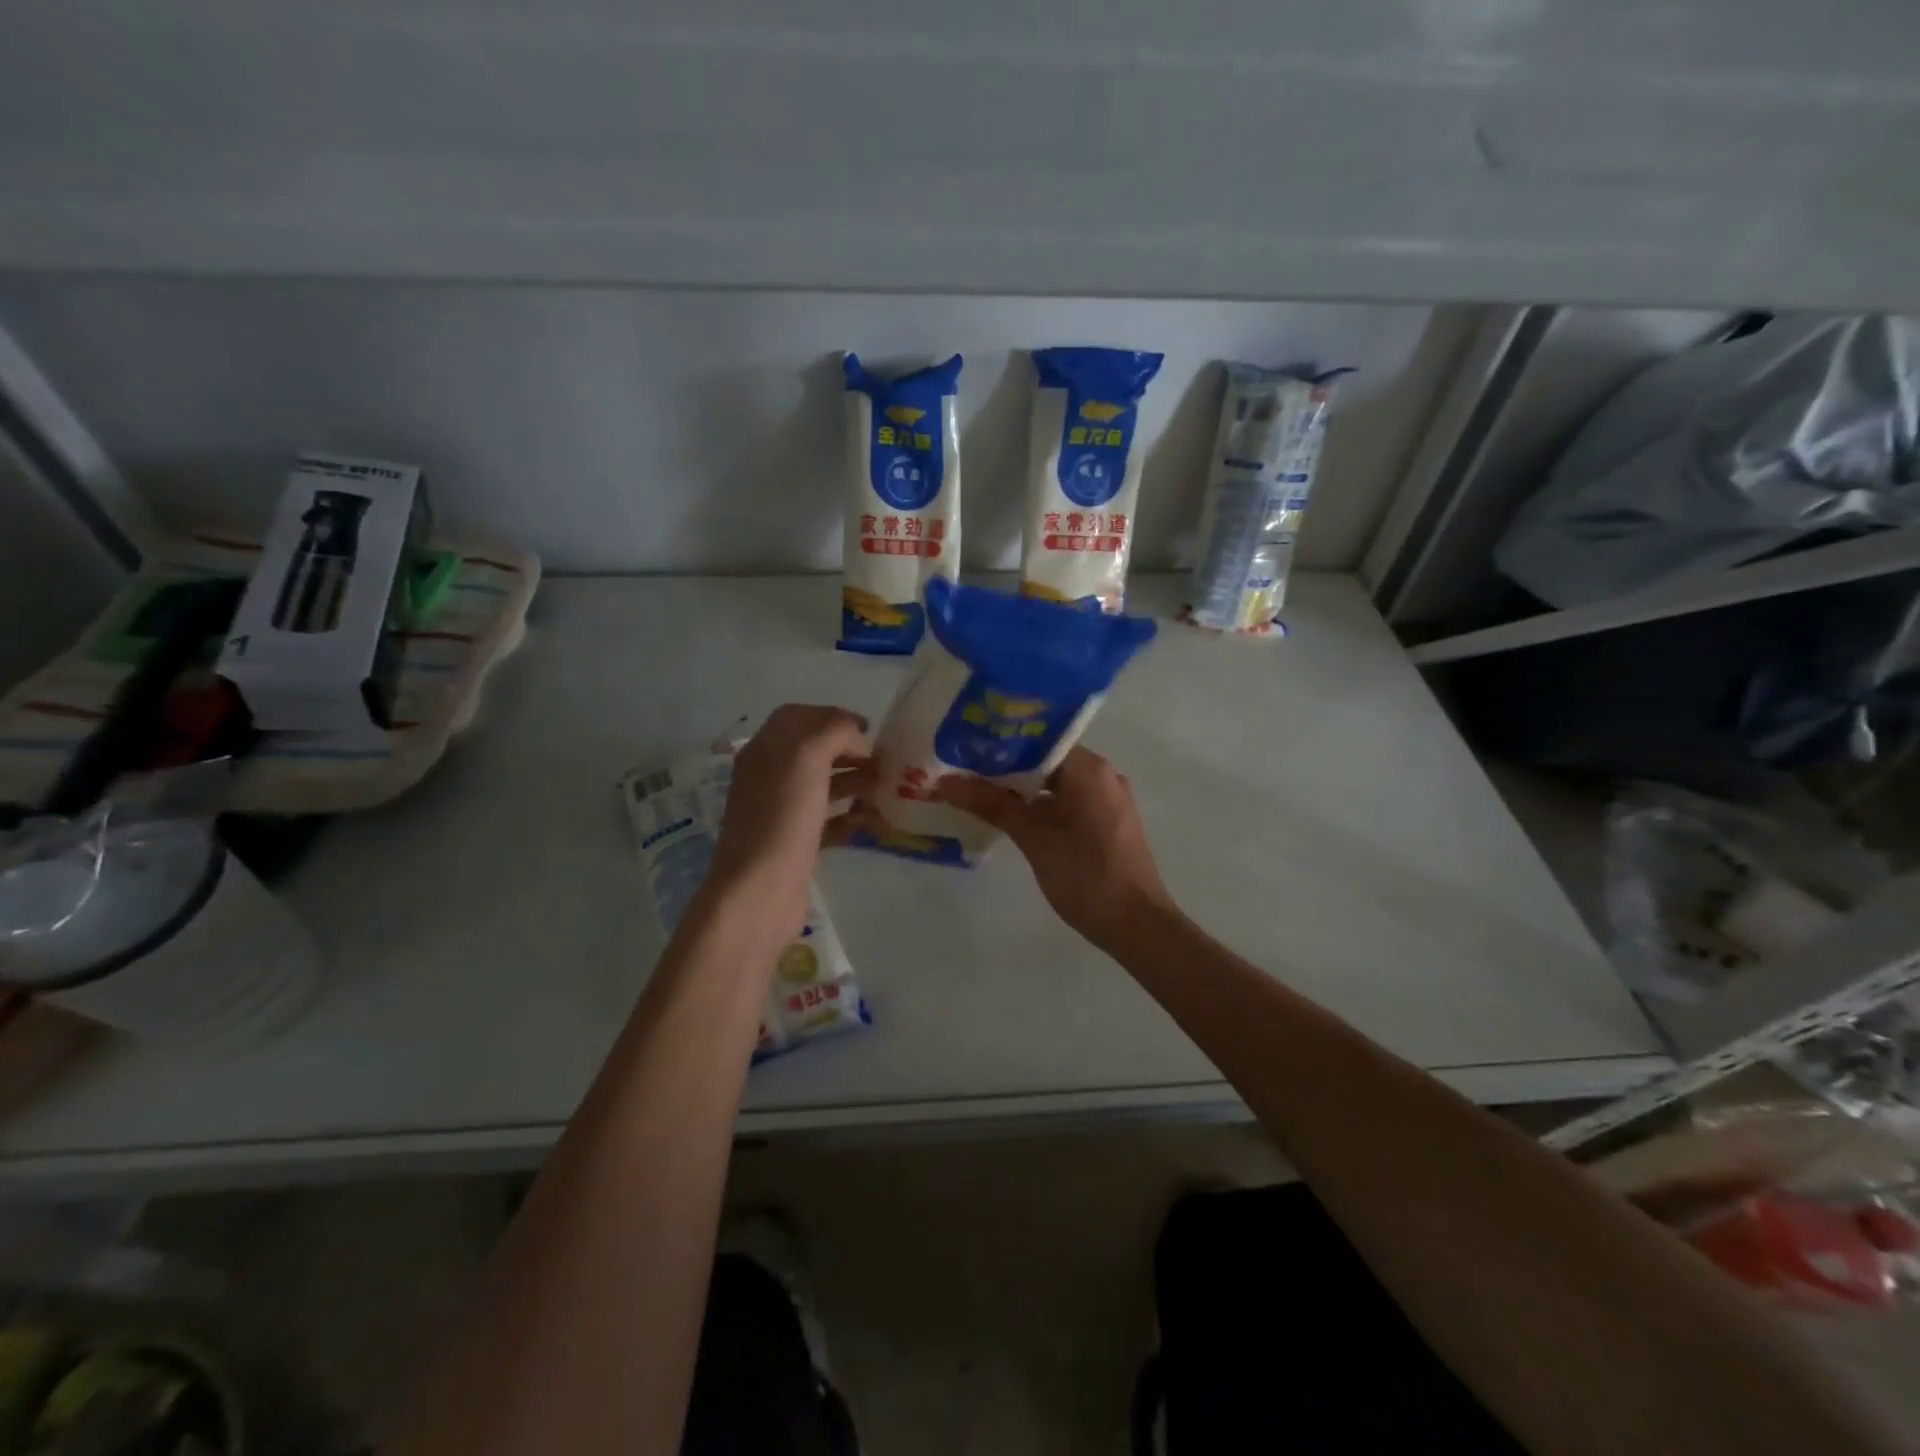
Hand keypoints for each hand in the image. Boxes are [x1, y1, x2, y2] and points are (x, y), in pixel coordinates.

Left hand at [708, 705, 872, 938]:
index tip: (869, 730)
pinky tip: (872, 821)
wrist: (759, 890)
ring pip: (822, 785)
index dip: (833, 716)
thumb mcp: (808, 757)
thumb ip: (834, 731)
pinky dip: (850, 816)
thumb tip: (857, 738)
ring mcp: (780, 811)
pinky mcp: (794, 843)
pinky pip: (826, 820)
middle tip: (883, 762)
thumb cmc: (783, 818)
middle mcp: (769, 775)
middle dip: (849, 751)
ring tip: (884, 790)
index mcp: (765, 749)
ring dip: (854, 782)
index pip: (798, 716)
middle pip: (813, 750)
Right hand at [934, 747, 1176, 949]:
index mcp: (1088, 768)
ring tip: (978, 794)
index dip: (997, 745)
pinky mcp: (1110, 822)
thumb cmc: (1085, 874)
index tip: (963, 751)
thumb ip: (991, 804)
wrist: (1137, 924)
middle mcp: (1103, 774)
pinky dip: (1042, 806)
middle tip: (962, 773)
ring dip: (1021, 790)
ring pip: (1056, 783)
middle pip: (1045, 760)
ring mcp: (1109, 799)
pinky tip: (1012, 819)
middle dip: (1005, 769)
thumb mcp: (1033, 837)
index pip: (1036, 740)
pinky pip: (1069, 801)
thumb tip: (945, 782)